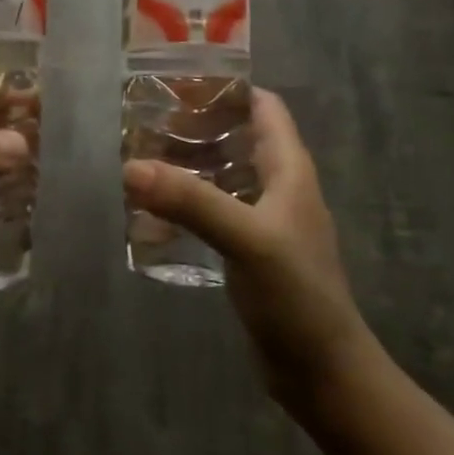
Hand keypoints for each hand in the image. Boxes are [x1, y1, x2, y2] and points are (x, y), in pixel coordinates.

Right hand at [122, 90, 370, 421]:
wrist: (322, 373)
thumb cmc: (297, 295)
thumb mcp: (247, 239)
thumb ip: (192, 201)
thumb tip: (131, 167)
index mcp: (289, 168)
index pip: (263, 106)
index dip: (227, 87)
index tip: (177, 81)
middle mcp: (277, 185)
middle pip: (236, 136)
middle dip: (195, 124)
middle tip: (144, 120)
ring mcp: (263, 219)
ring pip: (222, 173)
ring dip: (188, 163)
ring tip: (140, 156)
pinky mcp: (248, 250)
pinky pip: (214, 210)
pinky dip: (187, 202)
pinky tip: (154, 209)